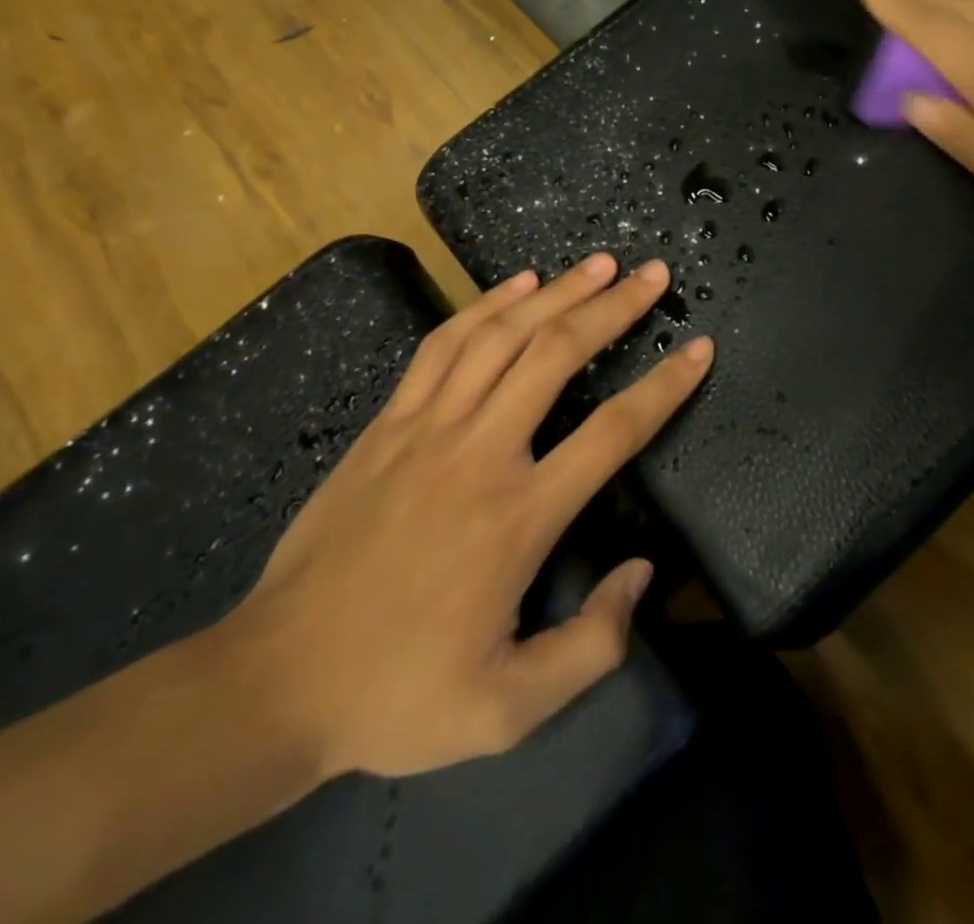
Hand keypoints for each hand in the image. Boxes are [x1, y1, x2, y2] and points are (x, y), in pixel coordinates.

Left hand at [217, 255, 711, 780]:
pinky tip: (518, 284)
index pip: (612, 432)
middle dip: (613, 307)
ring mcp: (427, 428)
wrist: (275, 682)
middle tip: (653, 274)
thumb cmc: (398, 694)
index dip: (664, 386)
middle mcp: (479, 453)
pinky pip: (443, 345)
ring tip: (599, 264)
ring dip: (557, 292)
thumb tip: (642, 573)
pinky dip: (486, 306)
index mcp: (518, 518)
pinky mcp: (388, 423)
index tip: (698, 349)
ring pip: (502, 336)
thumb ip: (592, 645)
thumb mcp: (509, 710)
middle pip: (557, 355)